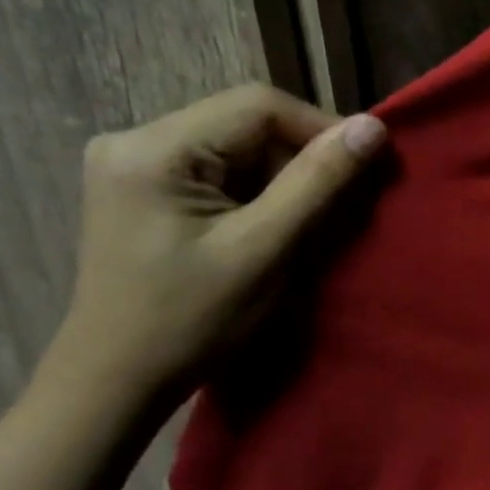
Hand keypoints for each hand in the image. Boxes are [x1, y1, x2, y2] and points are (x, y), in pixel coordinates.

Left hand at [44, 84, 387, 403]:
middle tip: (339, 206)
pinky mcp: (142, 187)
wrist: (115, 383)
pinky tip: (268, 227)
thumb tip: (374, 126)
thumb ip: (318, 183)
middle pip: (245, 123)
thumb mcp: (264, 251)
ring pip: (236, 146)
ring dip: (282, 178)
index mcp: (154, 149)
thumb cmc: (190, 324)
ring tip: (308, 222)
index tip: (365, 170)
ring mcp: (134, 163)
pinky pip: (217, 169)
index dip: (321, 129)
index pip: (259, 106)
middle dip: (301, 159)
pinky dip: (255, 192)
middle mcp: (134, 139)